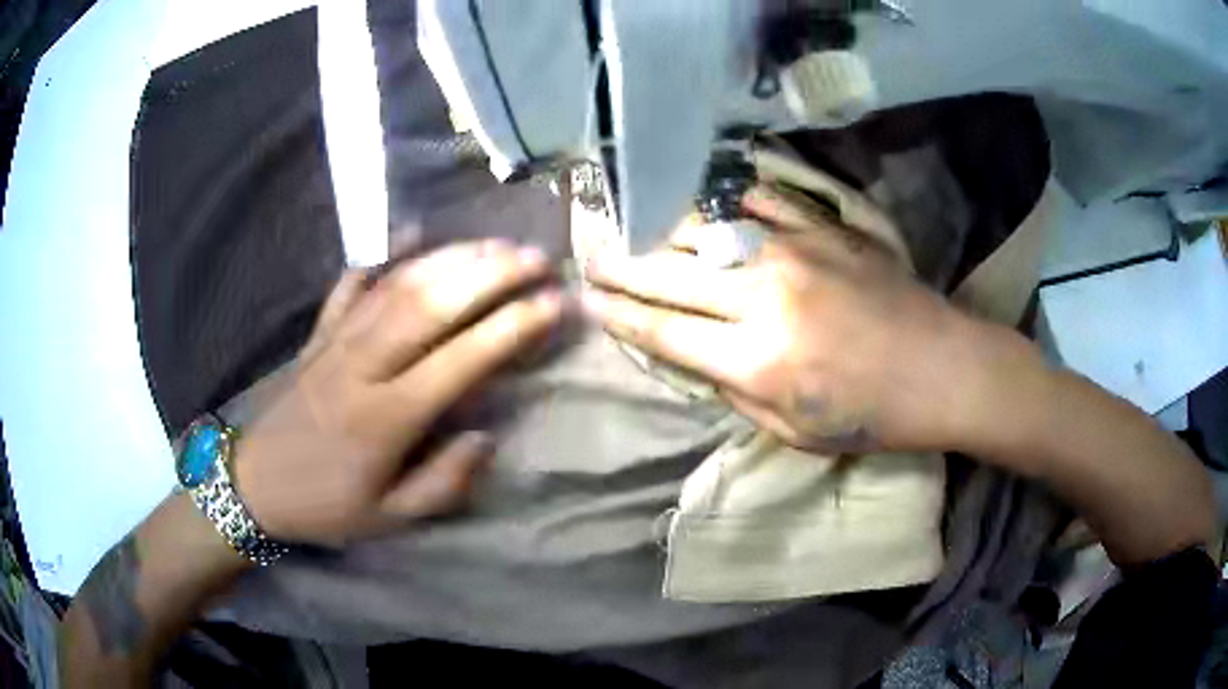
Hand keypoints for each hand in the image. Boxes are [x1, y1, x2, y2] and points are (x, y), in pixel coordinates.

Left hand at [234, 240, 564, 544]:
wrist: (254, 483)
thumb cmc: (325, 506)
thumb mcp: (390, 519)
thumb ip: (443, 483)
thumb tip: (486, 435)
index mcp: (386, 418)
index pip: (461, 359)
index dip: (511, 327)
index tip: (553, 303)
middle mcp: (364, 366)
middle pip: (431, 305)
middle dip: (490, 275)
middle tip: (536, 256)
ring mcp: (337, 341)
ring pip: (398, 285)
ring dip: (451, 257)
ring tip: (496, 243)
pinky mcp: (318, 332)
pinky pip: (351, 283)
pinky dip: (384, 253)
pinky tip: (413, 231)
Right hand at [584, 188, 984, 453]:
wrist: (943, 368)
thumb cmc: (873, 415)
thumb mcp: (794, 430)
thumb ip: (736, 389)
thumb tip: (696, 352)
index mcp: (757, 360)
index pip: (664, 331)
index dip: (619, 315)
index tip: (588, 300)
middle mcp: (765, 298)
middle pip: (670, 274)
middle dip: (620, 265)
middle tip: (589, 254)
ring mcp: (795, 253)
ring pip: (706, 229)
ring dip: (660, 228)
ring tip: (632, 223)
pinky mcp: (824, 229)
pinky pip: (760, 203)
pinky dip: (725, 202)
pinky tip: (704, 203)